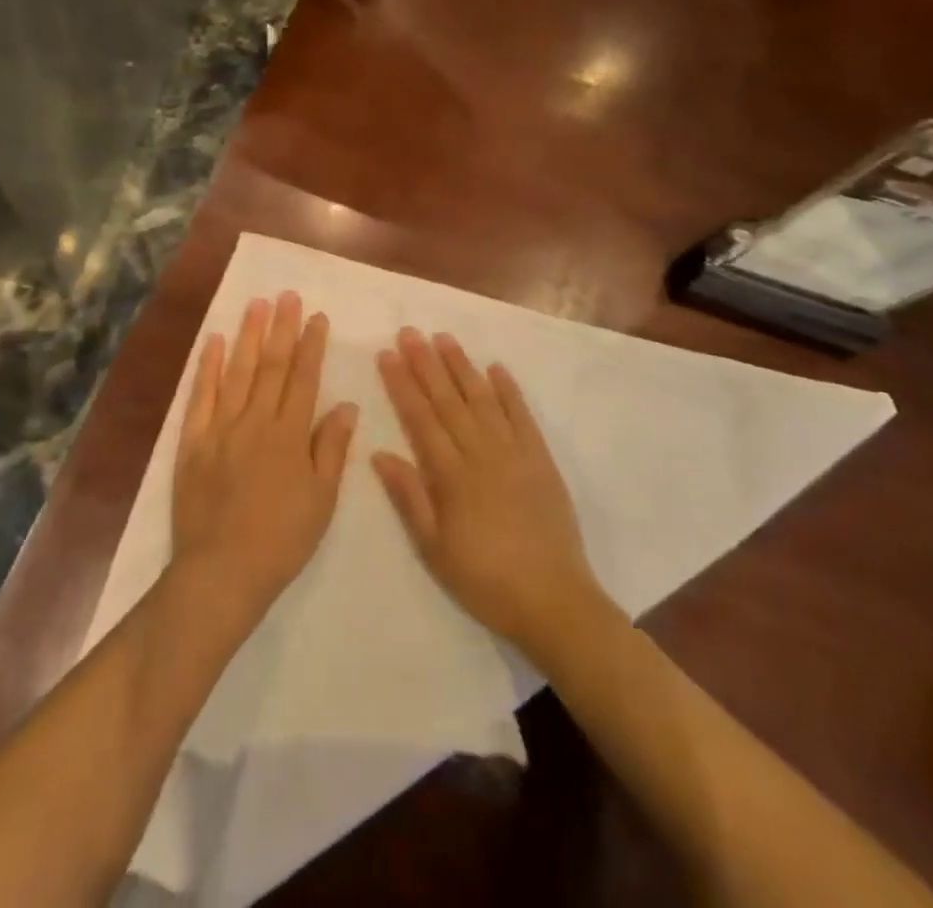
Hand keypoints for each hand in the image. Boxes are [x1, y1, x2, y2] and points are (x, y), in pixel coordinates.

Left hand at [171, 292, 357, 620]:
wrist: (222, 571)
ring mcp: (221, 428)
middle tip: (287, 296)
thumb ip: (332, 448)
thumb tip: (347, 405)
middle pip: (271, 366)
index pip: (304, 378)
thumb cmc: (281, 539)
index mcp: (290, 435)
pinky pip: (200, 396)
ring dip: (248, 336)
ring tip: (256, 304)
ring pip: (237, 371)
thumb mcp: (322, 499)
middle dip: (281, 328)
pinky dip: (207, 366)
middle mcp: (256, 421)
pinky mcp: (193, 441)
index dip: (312, 345)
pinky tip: (213, 341)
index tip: (317, 317)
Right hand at [374, 328, 608, 653]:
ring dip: (462, 367)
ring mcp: (514, 453)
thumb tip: (380, 453)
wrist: (553, 600)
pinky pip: (522, 416)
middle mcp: (481, 453)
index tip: (387, 354)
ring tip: (444, 338)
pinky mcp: (541, 459)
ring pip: (482, 399)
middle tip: (410, 331)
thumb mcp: (434, 548)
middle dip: (426, 363)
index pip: (420, 418)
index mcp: (452, 475)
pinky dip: (509, 390)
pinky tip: (496, 368)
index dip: (402, 384)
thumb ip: (409, 497)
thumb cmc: (484, 579)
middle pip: (448, 400)